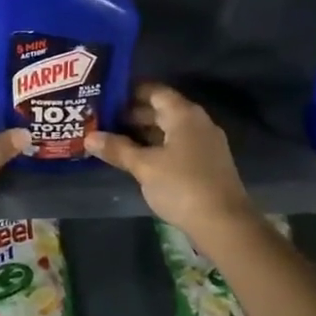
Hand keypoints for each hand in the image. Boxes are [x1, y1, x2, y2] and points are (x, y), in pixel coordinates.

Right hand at [88, 82, 254, 238]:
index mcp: (184, 114)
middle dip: (132, 114)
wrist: (225, 224)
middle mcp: (197, 122)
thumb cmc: (182, 186)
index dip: (129, 92)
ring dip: (143, 134)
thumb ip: (117, 149)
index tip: (105, 98)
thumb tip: (89, 137)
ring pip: (169, 130)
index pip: (154, 91)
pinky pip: (177, 146)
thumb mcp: (144, 166)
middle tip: (102, 120)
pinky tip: (137, 160)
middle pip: (161, 110)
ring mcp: (205, 144)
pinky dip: (157, 148)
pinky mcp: (207, 164)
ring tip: (113, 140)